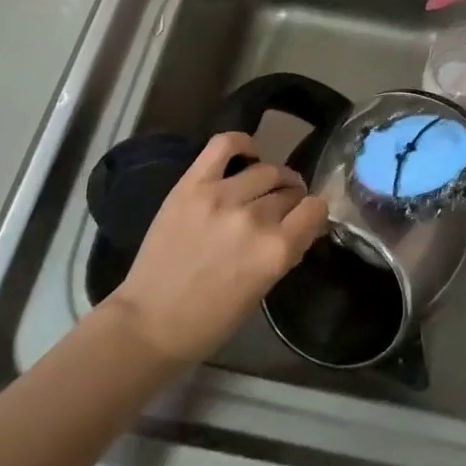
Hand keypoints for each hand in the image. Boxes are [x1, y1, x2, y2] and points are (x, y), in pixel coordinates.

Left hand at [107, 132, 328, 364]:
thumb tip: (302, 224)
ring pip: (265, 169)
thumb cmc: (211, 320)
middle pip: (289, 191)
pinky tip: (247, 154)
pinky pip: (224, 144)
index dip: (313, 214)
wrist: (150, 323)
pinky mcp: (191, 185)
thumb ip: (285, 251)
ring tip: (263, 188)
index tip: (305, 220)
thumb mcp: (263, 289)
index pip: (315, 209)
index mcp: (276, 250)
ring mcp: (220, 196)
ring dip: (272, 178)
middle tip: (279, 211)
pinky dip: (241, 143)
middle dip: (291, 199)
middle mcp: (254, 218)